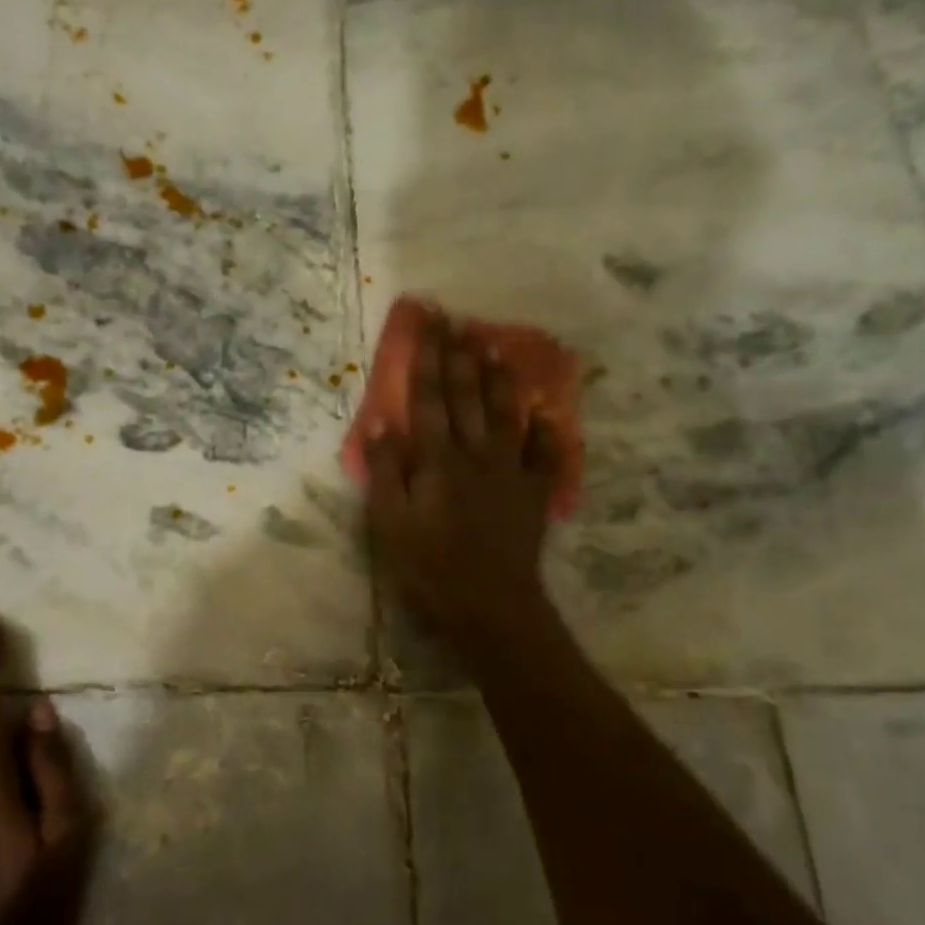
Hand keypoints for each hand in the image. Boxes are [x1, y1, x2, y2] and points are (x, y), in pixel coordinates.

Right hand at [365, 311, 559, 662]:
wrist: (490, 605)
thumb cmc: (430, 567)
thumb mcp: (390, 524)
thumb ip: (387, 470)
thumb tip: (382, 422)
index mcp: (438, 459)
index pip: (428, 397)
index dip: (427, 356)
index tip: (428, 321)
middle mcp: (476, 453)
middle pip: (467, 395)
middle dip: (460, 354)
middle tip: (458, 319)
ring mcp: (510, 471)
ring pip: (505, 413)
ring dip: (499, 377)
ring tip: (494, 345)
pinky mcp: (533, 492)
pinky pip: (542, 453)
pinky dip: (543, 429)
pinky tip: (543, 411)